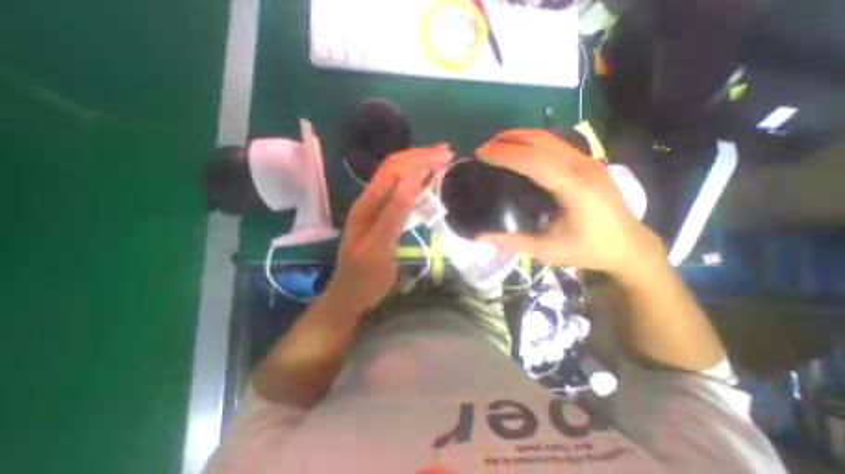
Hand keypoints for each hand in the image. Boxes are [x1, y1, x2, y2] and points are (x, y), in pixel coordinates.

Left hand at [328, 145, 455, 312]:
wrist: (350, 295)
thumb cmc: (365, 277)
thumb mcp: (379, 248)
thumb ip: (393, 215)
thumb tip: (411, 181)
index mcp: (367, 205)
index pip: (393, 169)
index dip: (418, 159)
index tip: (444, 156)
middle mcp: (370, 201)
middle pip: (395, 168)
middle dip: (420, 157)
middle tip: (447, 154)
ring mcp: (376, 209)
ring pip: (397, 178)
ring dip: (418, 166)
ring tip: (440, 161)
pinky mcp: (383, 218)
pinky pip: (400, 193)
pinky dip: (416, 182)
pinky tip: (426, 182)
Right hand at [475, 128, 658, 279]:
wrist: (630, 246)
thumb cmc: (588, 250)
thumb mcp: (546, 250)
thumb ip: (512, 241)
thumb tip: (480, 236)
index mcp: (574, 189)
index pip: (533, 161)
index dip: (505, 154)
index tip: (481, 154)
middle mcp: (583, 167)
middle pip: (541, 141)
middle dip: (508, 140)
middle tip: (484, 148)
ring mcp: (589, 161)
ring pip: (550, 138)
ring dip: (520, 137)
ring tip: (497, 144)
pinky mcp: (589, 163)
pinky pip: (556, 144)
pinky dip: (533, 142)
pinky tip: (520, 151)